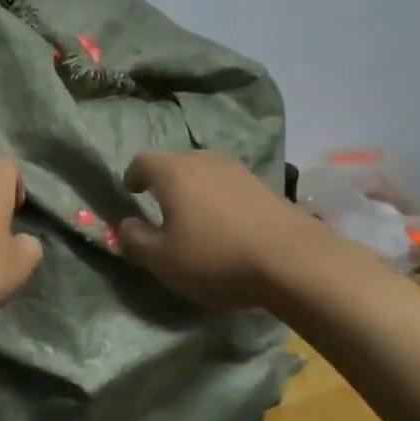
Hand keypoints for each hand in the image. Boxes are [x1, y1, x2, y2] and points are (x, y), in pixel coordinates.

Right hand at [117, 150, 306, 308]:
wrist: (293, 260)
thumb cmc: (215, 257)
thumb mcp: (162, 260)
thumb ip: (135, 239)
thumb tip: (126, 224)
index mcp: (173, 172)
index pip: (142, 160)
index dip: (133, 175)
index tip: (131, 192)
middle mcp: (204, 161)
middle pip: (176, 163)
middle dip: (164, 182)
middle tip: (161, 207)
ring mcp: (238, 171)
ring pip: (205, 172)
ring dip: (195, 190)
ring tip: (195, 217)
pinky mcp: (265, 186)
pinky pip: (229, 186)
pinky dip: (220, 199)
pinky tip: (226, 225)